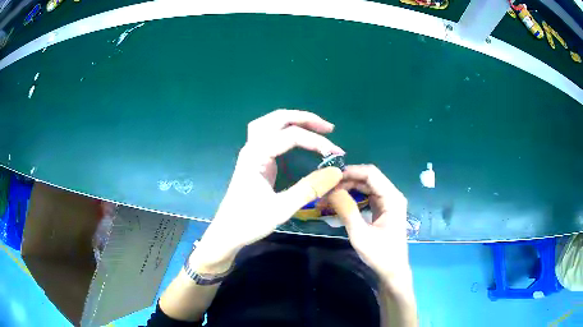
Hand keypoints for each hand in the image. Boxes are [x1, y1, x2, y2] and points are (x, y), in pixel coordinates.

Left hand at [192, 109, 343, 272]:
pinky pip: (269, 133)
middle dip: (305, 119)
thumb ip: (309, 189)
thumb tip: (336, 172)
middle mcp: (252, 147)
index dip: (316, 141)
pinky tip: (296, 137)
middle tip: (328, 128)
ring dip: (293, 120)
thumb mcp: (282, 209)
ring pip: (271, 122)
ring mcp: (251, 152)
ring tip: (314, 126)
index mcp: (256, 156)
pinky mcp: (254, 159)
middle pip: (278, 118)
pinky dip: (285, 129)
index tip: (337, 154)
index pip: (290, 136)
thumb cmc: (249, 222)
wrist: (227, 232)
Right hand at [336, 165, 411, 286]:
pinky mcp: (383, 209)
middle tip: (326, 188)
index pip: (371, 174)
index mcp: (392, 198)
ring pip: (366, 186)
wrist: (392, 270)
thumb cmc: (380, 254)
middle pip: (368, 178)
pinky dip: (353, 196)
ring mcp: (388, 202)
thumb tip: (331, 190)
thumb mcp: (361, 234)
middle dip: (347, 180)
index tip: (330, 178)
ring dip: (348, 187)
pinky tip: (340, 201)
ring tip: (330, 194)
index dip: (350, 172)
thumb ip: (347, 211)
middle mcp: (392, 195)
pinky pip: (367, 196)